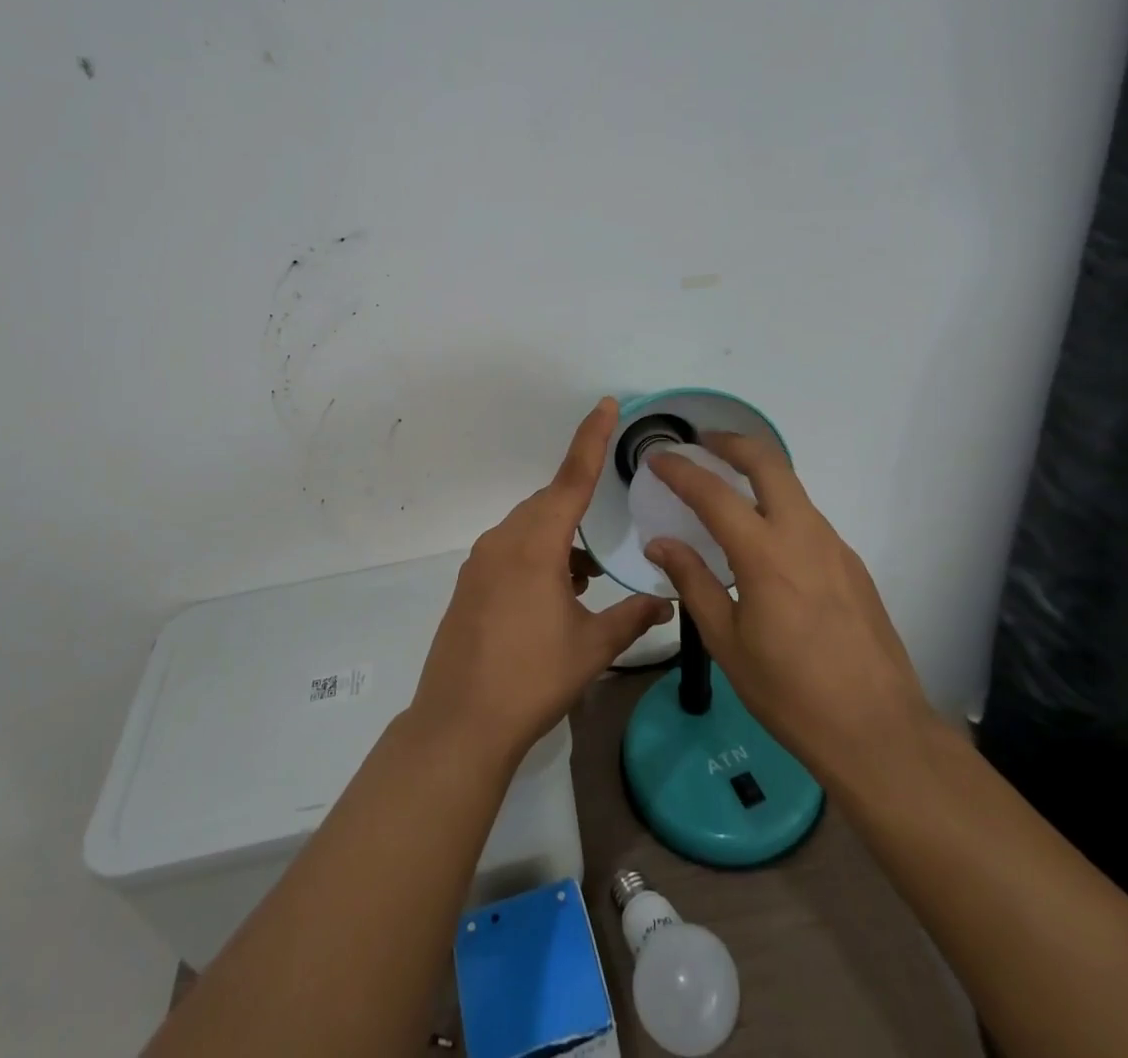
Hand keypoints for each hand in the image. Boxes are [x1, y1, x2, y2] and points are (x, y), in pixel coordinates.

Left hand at [412, 398, 673, 763]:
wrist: (461, 723)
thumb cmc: (533, 679)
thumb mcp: (591, 647)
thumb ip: (632, 617)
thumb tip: (666, 602)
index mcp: (536, 545)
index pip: (571, 478)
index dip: (591, 439)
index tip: (605, 405)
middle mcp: (504, 540)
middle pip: (549, 504)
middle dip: (579, 509)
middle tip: (606, 536)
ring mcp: (480, 561)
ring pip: (529, 529)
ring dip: (559, 541)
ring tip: (586, 577)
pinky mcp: (469, 583)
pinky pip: (510, 550)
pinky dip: (538, 558)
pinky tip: (555, 594)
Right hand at [643, 433, 931, 775]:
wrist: (879, 732)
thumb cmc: (790, 692)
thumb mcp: (727, 642)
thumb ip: (692, 582)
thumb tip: (661, 543)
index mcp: (765, 554)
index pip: (713, 493)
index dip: (680, 470)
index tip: (656, 457)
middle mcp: (804, 535)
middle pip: (768, 463)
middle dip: (731, 442)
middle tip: (702, 442)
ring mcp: (835, 547)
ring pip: (792, 488)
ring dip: (757, 474)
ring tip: (726, 491)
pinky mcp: (852, 565)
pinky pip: (808, 519)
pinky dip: (778, 508)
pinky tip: (764, 543)